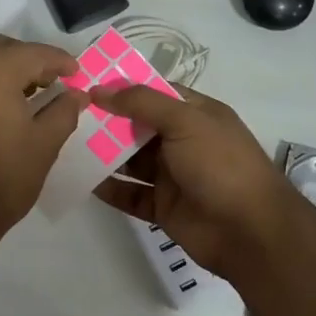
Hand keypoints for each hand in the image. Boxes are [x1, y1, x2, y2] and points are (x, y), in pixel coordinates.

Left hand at [0, 36, 84, 254]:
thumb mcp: (43, 146)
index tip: (77, 75)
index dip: (60, 61)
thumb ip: (64, 111)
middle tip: (53, 83)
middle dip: (31, 60)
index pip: (34, 53)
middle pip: (3, 49)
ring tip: (29, 96)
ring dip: (5, 70)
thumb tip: (76, 94)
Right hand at [88, 83, 298, 277]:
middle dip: (107, 121)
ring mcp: (174, 176)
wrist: (249, 232)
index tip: (86, 84)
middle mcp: (184, 142)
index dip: (123, 88)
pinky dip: (110, 188)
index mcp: (197, 115)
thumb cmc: (221, 165)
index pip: (155, 93)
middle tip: (66, 114)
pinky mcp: (164, 207)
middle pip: (139, 127)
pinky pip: (131, 194)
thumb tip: (100, 89)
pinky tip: (82, 180)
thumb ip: (142, 103)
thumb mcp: (185, 121)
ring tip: (67, 145)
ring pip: (131, 161)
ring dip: (103, 154)